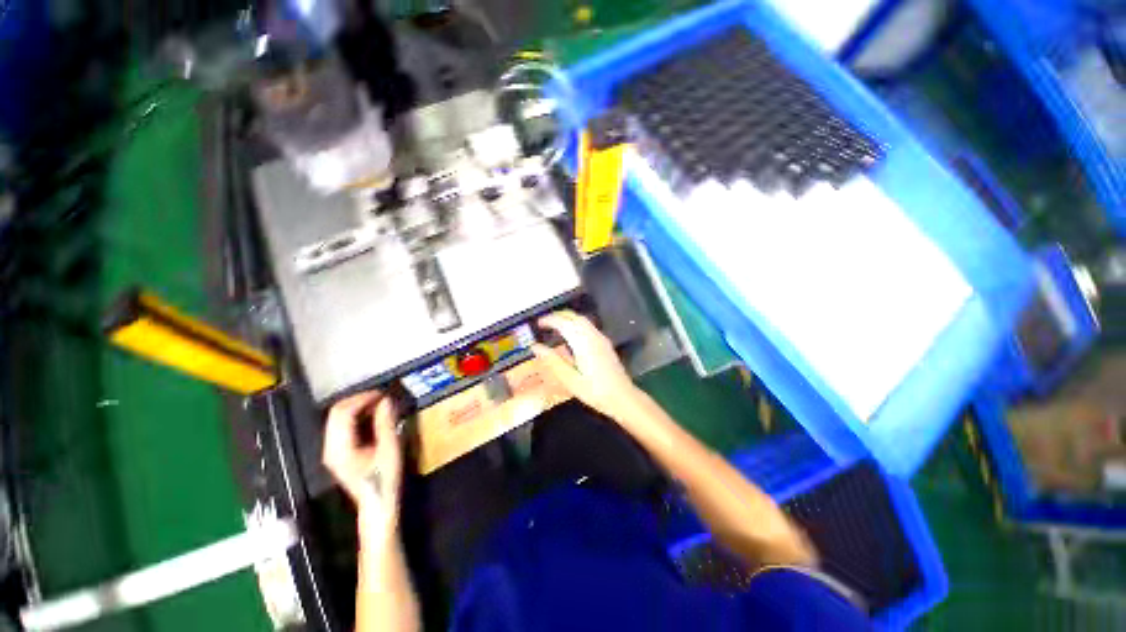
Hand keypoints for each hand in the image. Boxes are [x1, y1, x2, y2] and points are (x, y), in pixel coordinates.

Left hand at [322, 391, 402, 537]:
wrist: (377, 504)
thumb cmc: (384, 479)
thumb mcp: (390, 449)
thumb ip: (386, 423)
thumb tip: (387, 400)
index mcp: (339, 447)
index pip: (343, 412)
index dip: (363, 398)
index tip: (383, 393)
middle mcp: (330, 446)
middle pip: (337, 412)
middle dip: (360, 400)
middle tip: (382, 396)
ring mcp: (332, 449)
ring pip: (338, 418)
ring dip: (359, 406)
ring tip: (380, 404)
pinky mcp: (338, 451)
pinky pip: (342, 425)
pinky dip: (357, 416)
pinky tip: (373, 416)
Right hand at [531, 310, 642, 421]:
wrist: (622, 397)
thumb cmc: (594, 391)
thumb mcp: (569, 379)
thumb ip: (552, 361)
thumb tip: (535, 347)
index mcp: (583, 343)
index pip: (564, 323)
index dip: (550, 320)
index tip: (538, 323)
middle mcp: (593, 336)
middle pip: (574, 317)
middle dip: (558, 316)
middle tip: (545, 323)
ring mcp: (601, 338)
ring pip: (583, 320)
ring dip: (568, 319)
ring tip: (555, 327)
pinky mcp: (605, 343)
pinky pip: (588, 326)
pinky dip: (576, 324)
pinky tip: (571, 335)